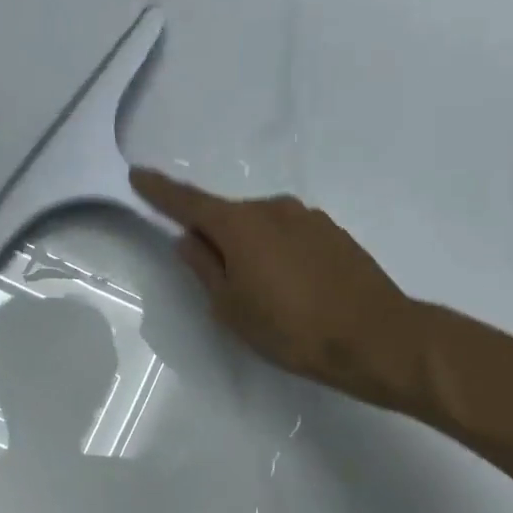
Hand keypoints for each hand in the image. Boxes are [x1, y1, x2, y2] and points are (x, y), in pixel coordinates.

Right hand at [130, 168, 417, 404]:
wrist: (374, 337)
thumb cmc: (290, 328)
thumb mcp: (231, 307)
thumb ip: (204, 268)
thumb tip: (189, 240)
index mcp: (240, 225)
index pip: (188, 202)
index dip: (160, 191)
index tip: (138, 175)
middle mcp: (273, 209)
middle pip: (228, 216)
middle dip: (214, 237)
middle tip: (214, 279)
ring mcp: (308, 218)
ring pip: (261, 227)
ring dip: (249, 248)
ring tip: (259, 292)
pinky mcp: (334, 233)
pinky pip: (289, 236)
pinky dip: (277, 252)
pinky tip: (290, 287)